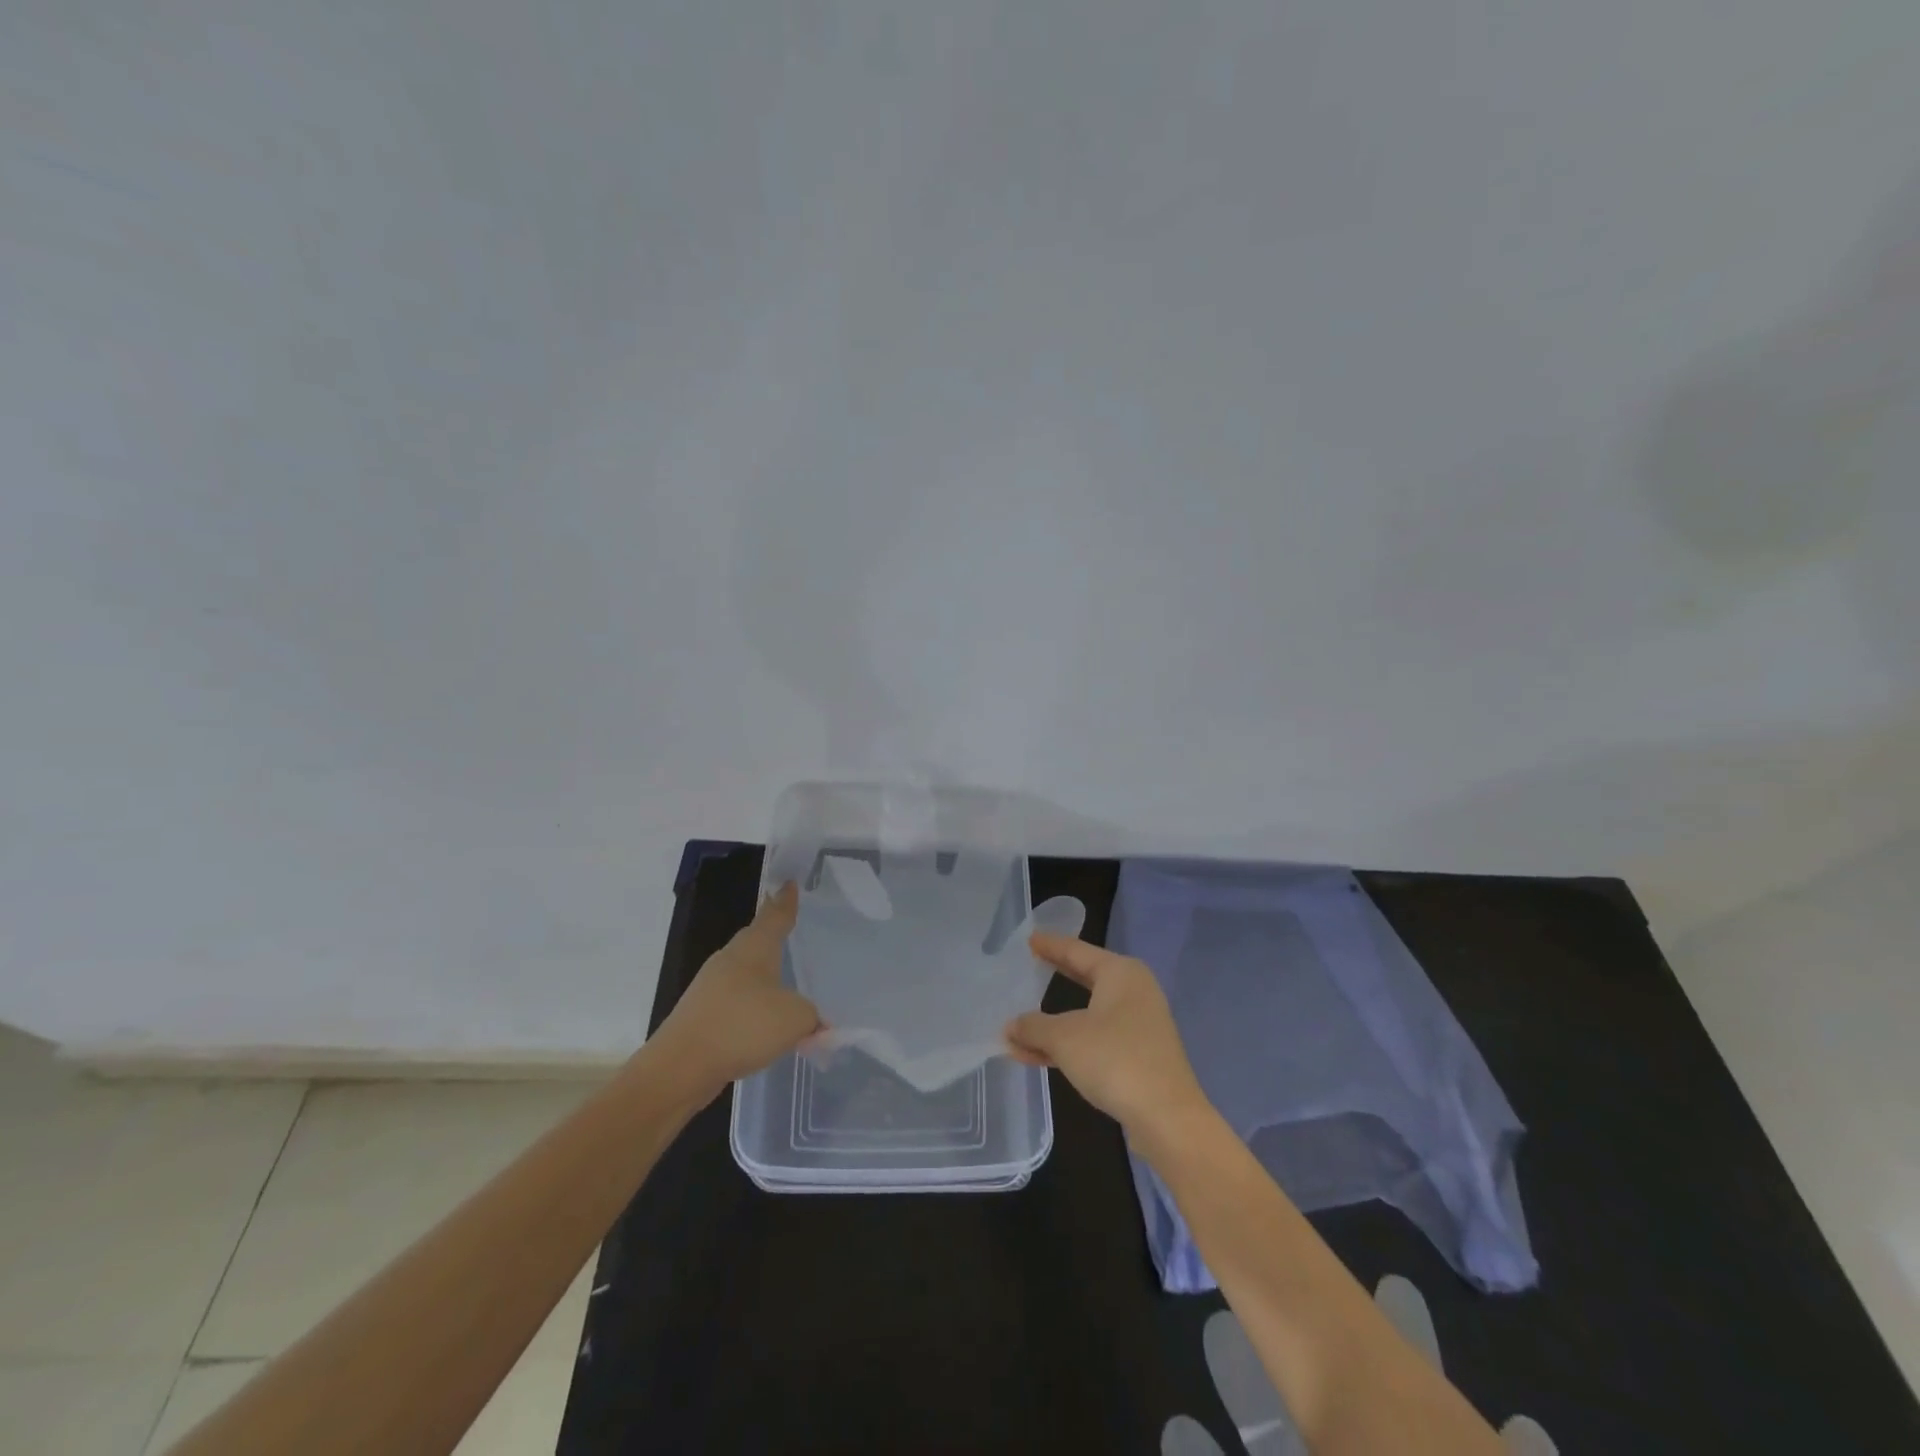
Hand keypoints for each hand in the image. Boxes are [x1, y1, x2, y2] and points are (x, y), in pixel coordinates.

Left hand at [657, 883, 821, 1093]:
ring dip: (762, 970)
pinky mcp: (702, 1014)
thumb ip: (813, 1017)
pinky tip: (763, 1018)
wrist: (679, 1068)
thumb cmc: (741, 1027)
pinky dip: (752, 1002)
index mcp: (754, 949)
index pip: (775, 916)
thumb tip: (818, 1023)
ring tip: (782, 973)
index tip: (789, 883)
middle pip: (755, 938)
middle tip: (789, 923)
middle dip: (771, 931)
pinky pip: (736, 998)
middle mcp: (731, 959)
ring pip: (744, 969)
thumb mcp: (794, 1019)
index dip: (785, 901)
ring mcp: (711, 986)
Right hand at [1005, 934, 1210, 1141]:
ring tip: (1018, 1027)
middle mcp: (1133, 991)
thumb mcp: (1064, 1038)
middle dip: (1054, 977)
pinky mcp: (1138, 1055)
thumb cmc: (1114, 1059)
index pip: (1077, 950)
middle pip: (1084, 978)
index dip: (1051, 945)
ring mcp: (1138, 1025)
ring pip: (1086, 1014)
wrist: (1167, 1118)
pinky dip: (1068, 1044)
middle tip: (1028, 966)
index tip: (1029, 938)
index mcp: (1120, 973)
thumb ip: (1033, 1027)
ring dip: (1053, 1023)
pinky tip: (1036, 1056)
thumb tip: (1011, 1026)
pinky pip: (1094, 1039)